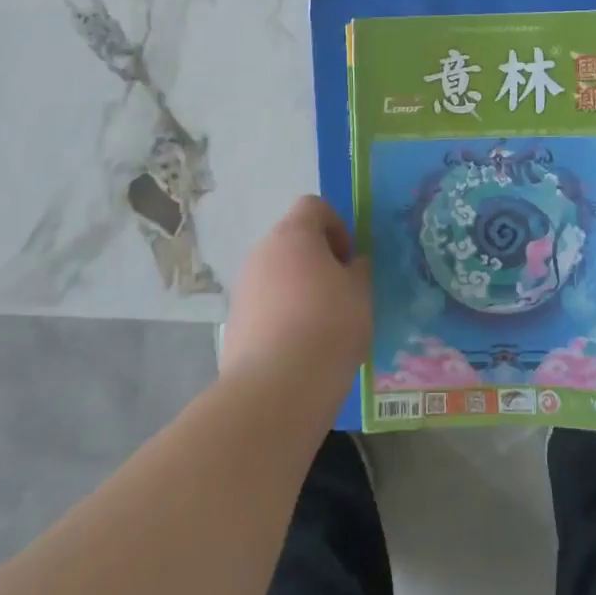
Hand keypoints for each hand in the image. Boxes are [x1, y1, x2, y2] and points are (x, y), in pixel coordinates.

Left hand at [222, 196, 370, 388]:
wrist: (275, 389)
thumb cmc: (328, 326)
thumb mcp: (360, 292)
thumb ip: (358, 270)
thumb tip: (350, 265)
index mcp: (293, 234)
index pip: (314, 206)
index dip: (337, 225)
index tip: (350, 260)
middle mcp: (262, 252)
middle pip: (293, 240)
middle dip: (318, 260)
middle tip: (341, 293)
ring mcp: (244, 287)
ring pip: (278, 274)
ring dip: (299, 289)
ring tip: (322, 326)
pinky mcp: (234, 322)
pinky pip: (265, 305)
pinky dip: (283, 316)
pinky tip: (300, 348)